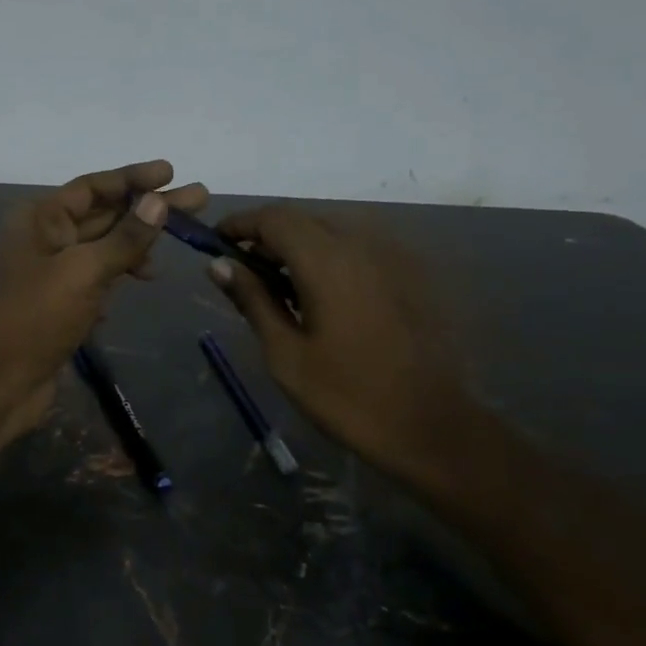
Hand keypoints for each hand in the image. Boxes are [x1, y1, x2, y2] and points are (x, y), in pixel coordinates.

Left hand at [0, 160, 207, 454]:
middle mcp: (43, 239)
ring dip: (135, 247)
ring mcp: (50, 275)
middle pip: (103, 215)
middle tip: (198, 200)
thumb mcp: (84, 272)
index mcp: (40, 219)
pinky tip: (139, 283)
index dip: (133, 178)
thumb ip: (124, 237)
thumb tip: (158, 200)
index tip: (172, 173)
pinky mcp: (57, 307)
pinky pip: (93, 281)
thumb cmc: (34, 318)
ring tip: (174, 249)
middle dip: (147, 209)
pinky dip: (115, 279)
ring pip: (100, 250)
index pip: (93, 187)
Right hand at [206, 205, 473, 484]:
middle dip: (267, 235)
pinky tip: (322, 293)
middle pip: (304, 219)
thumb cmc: (346, 396)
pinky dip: (330, 256)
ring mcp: (394, 256)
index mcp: (328, 261)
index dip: (240, 224)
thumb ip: (252, 300)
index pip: (274, 218)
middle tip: (243, 270)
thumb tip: (218, 265)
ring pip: (333, 230)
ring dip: (299, 245)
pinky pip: (360, 247)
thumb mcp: (285, 353)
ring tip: (279, 283)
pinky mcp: (412, 274)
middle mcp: (364, 244)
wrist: (430, 426)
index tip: (214, 242)